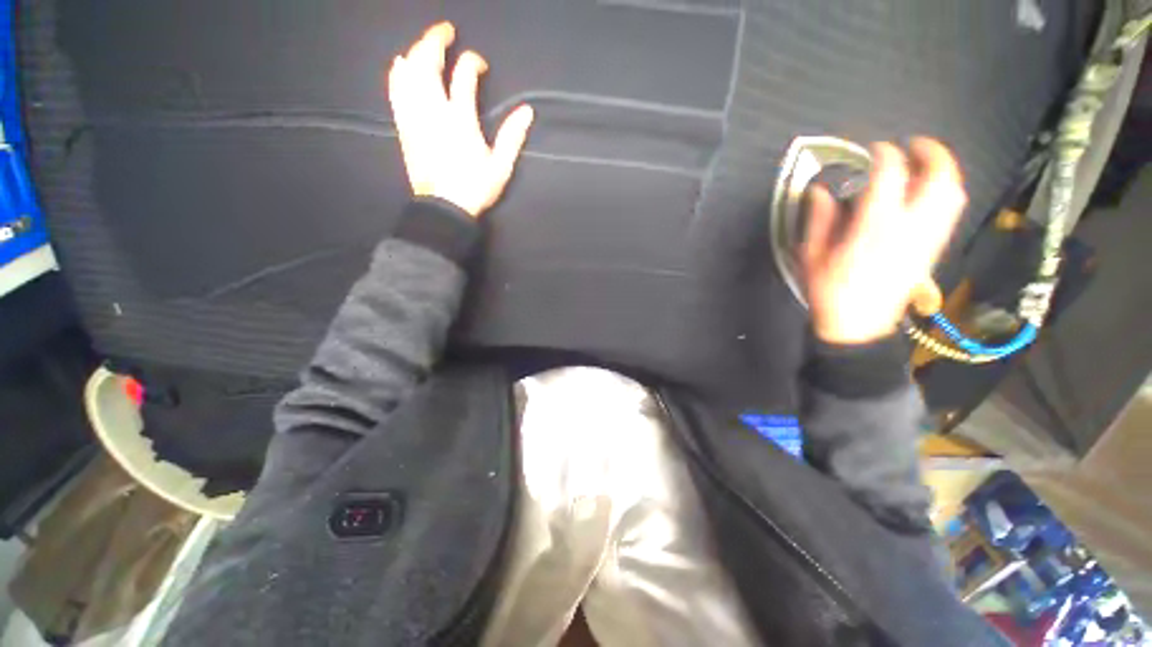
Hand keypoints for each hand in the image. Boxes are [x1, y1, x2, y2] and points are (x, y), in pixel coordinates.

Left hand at [388, 22, 533, 217]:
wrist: (444, 207)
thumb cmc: (475, 188)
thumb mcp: (501, 167)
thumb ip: (513, 136)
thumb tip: (527, 110)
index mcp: (461, 119)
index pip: (463, 75)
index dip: (472, 61)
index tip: (480, 64)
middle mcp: (433, 110)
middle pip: (428, 62)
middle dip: (436, 40)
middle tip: (446, 31)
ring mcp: (415, 116)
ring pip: (408, 72)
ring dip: (417, 50)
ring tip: (426, 44)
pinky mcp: (404, 126)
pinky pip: (395, 90)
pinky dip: (398, 72)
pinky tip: (401, 63)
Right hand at [803, 138, 966, 344]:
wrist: (858, 325)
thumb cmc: (830, 291)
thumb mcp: (812, 256)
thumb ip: (819, 220)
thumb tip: (819, 192)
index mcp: (874, 228)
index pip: (891, 177)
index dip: (885, 155)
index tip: (875, 150)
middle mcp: (909, 228)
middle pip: (939, 180)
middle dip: (932, 154)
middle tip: (916, 145)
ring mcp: (926, 239)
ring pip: (952, 195)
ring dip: (945, 172)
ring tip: (928, 163)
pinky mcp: (931, 250)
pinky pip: (950, 213)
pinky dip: (946, 194)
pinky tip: (931, 193)